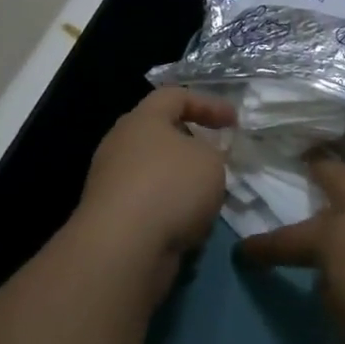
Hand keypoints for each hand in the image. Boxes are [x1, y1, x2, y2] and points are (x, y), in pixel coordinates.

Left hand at [75, 87, 235, 294]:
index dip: (208, 103)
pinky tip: (189, 227)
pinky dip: (169, 211)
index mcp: (143, 119)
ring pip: (155, 173)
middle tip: (218, 157)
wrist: (121, 249)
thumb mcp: (210, 161)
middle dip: (192, 145)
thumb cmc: (170, 187)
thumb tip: (201, 159)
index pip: (176, 95)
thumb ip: (213, 153)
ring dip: (182, 183)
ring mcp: (111, 182)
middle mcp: (121, 144)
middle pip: (161, 134)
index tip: (234, 121)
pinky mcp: (110, 217)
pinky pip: (147, 205)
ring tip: (209, 198)